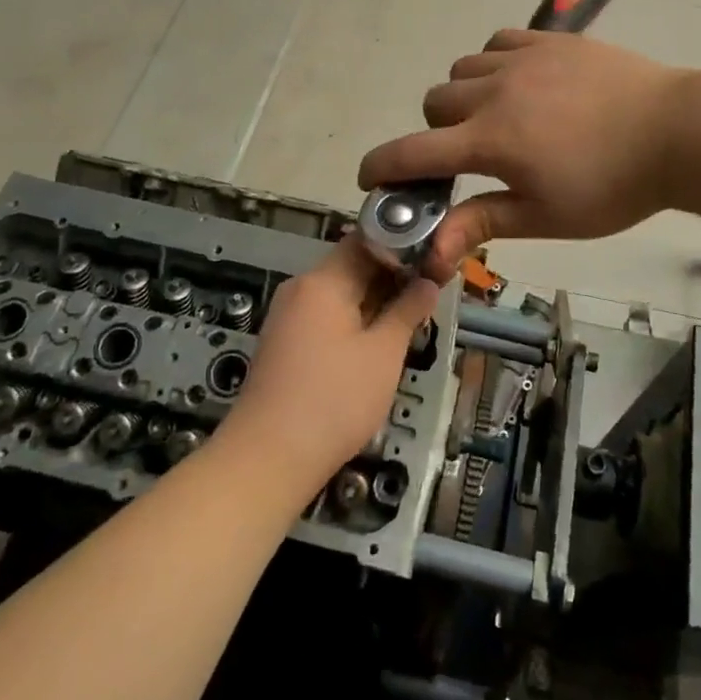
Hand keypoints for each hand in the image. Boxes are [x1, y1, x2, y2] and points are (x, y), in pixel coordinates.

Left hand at [220, 237, 437, 496]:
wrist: (267, 459)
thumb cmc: (334, 401)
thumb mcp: (383, 355)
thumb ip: (407, 311)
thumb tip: (427, 282)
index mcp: (324, 281)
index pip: (366, 239)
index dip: (402, 244)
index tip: (433, 260)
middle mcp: (301, 288)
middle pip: (352, 265)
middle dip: (392, 276)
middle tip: (430, 292)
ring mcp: (288, 316)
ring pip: (340, 293)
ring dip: (375, 300)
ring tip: (411, 318)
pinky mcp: (284, 342)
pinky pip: (325, 316)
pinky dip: (353, 320)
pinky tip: (376, 343)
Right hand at [357, 29, 686, 280]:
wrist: (675, 132)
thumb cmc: (612, 186)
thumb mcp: (546, 216)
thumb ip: (482, 223)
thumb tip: (430, 253)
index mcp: (489, 141)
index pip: (412, 152)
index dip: (380, 167)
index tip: (370, 179)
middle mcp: (494, 93)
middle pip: (433, 103)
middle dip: (436, 132)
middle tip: (470, 154)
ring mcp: (522, 60)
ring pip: (462, 70)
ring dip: (464, 96)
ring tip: (498, 116)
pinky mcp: (549, 40)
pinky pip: (497, 43)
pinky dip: (493, 64)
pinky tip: (520, 82)